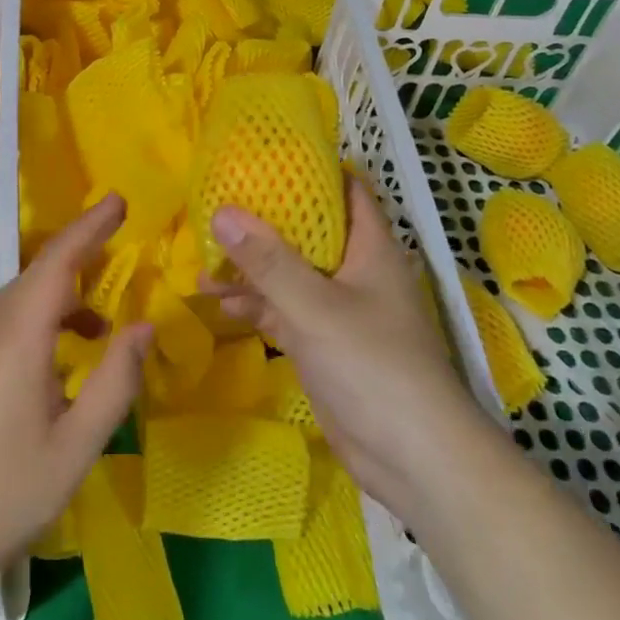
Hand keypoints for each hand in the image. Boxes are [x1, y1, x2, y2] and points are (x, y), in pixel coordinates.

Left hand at [0, 194, 151, 599]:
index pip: (57, 261)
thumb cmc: (7, 496)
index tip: (118, 201)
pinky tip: (51, 359)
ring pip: (17, 299)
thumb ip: (115, 382)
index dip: (89, 227)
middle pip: (36, 274)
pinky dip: (34, 319)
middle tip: (116, 247)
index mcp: (17, 337)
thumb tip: (144, 325)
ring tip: (97, 325)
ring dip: (59, 295)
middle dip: (78, 253)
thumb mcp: (77, 447)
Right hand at [205, 177, 466, 519]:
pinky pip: (286, 312)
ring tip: (203, 262)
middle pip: (307, 231)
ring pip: (291, 274)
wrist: (416, 461)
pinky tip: (220, 305)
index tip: (262, 159)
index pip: (344, 189)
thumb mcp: (314, 307)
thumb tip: (221, 212)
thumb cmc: (373, 366)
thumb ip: (267, 261)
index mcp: (369, 247)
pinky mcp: (326, 345)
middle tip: (216, 208)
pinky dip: (257, 305)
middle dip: (263, 222)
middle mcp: (356, 271)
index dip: (310, 169)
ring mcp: (341, 310)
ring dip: (252, 269)